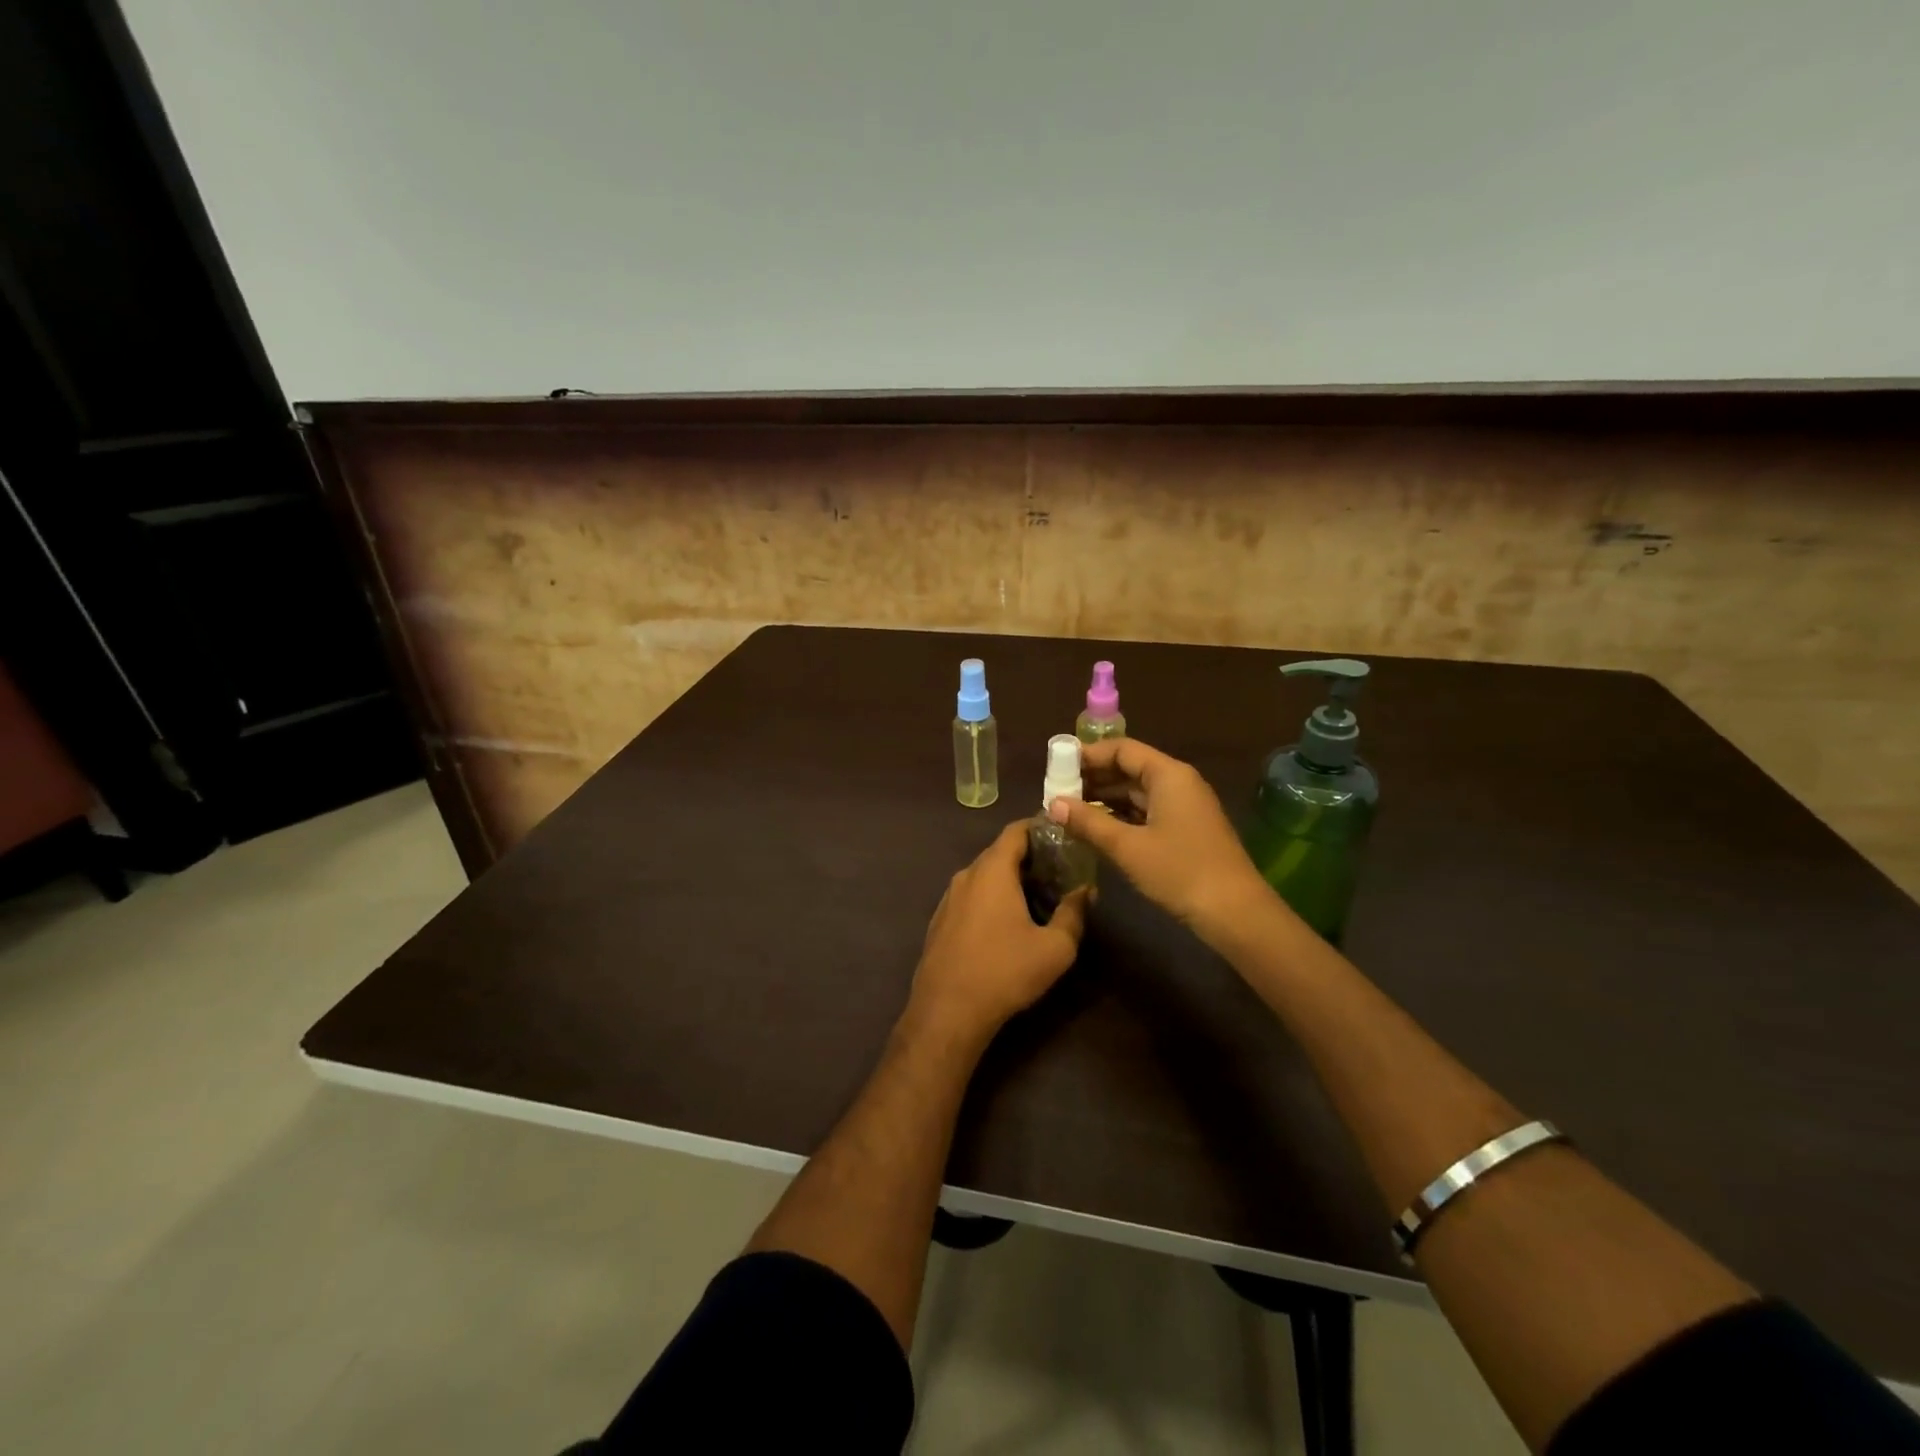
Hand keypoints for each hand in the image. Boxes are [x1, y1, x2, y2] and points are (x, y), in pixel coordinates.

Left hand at [907, 821, 1089, 1042]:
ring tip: (1038, 896)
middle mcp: (966, 876)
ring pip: (984, 876)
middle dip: (1030, 856)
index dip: (1040, 827)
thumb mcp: (1055, 948)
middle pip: (1000, 852)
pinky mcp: (940, 921)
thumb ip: (1073, 913)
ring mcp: (948, 898)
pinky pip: (971, 896)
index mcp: (992, 871)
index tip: (1064, 835)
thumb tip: (1085, 890)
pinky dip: (992, 897)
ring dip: (1010, 879)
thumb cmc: (1005, 972)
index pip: (1016, 831)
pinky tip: (1007, 923)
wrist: (947, 1012)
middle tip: (1060, 870)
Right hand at [1048, 737, 1273, 945]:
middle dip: (1093, 778)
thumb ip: (1088, 822)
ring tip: (1069, 811)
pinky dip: (1120, 815)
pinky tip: (1096, 829)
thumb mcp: (1127, 847)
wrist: (1235, 913)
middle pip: (1129, 768)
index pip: (1122, 749)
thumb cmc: (1180, 871)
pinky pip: (1146, 811)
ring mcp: (1184, 807)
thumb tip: (1052, 804)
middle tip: (1057, 792)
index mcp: (1168, 774)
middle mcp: (1178, 782)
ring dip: (1104, 798)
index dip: (1088, 754)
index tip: (1057, 767)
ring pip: (1137, 792)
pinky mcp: (1185, 830)